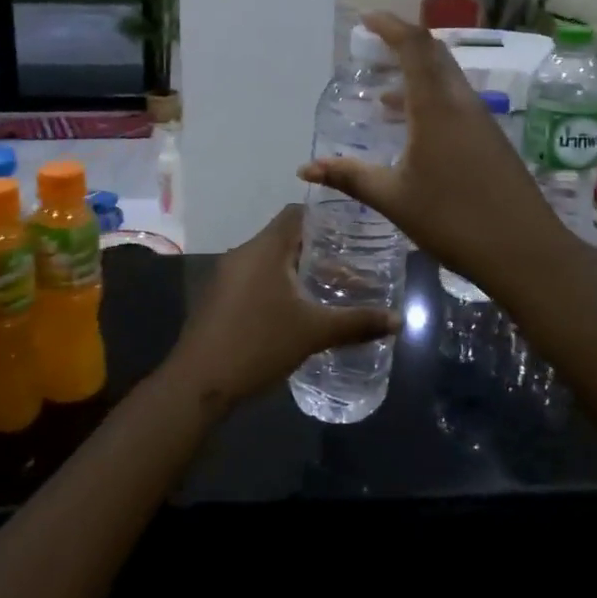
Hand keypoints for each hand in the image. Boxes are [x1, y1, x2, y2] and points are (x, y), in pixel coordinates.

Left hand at [161, 205, 397, 408]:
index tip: (352, 233)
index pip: (296, 214)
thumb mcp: (314, 333)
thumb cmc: (259, 344)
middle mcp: (242, 254)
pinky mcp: (217, 299)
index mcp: (264, 248)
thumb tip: (398, 320)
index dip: (325, 219)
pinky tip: (294, 312)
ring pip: (268, 261)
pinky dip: (276, 286)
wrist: (198, 383)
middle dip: (317, 251)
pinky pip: (253, 279)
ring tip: (326, 291)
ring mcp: (225, 276)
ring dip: (296, 271)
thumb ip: (357, 323)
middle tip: (349, 267)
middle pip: (284, 238)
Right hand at [298, 11, 571, 297]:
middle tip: (371, 50)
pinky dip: (430, 98)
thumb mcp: (393, 198)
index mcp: (436, 106)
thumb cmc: (453, 220)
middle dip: (402, 44)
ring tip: (382, 96)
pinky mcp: (490, 138)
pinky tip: (412, 129)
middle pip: (434, 55)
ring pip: (446, 79)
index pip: (414, 46)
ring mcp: (481, 119)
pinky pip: (456, 100)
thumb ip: (349, 176)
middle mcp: (461, 102)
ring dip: (416, 75)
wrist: (525, 252)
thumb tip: (305, 169)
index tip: (366, 21)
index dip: (390, 26)